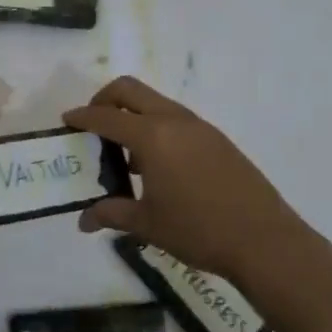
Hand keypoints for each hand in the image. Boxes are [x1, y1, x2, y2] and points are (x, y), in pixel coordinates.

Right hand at [64, 76, 312, 284]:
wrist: (265, 241)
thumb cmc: (198, 230)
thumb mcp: (147, 224)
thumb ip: (112, 214)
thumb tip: (83, 221)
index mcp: (152, 136)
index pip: (106, 117)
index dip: (82, 117)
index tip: (67, 121)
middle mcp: (174, 120)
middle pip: (130, 90)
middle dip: (105, 100)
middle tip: (93, 125)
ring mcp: (199, 127)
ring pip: (155, 103)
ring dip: (133, 115)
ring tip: (124, 153)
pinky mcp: (217, 139)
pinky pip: (176, 119)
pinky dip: (156, 128)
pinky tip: (157, 165)